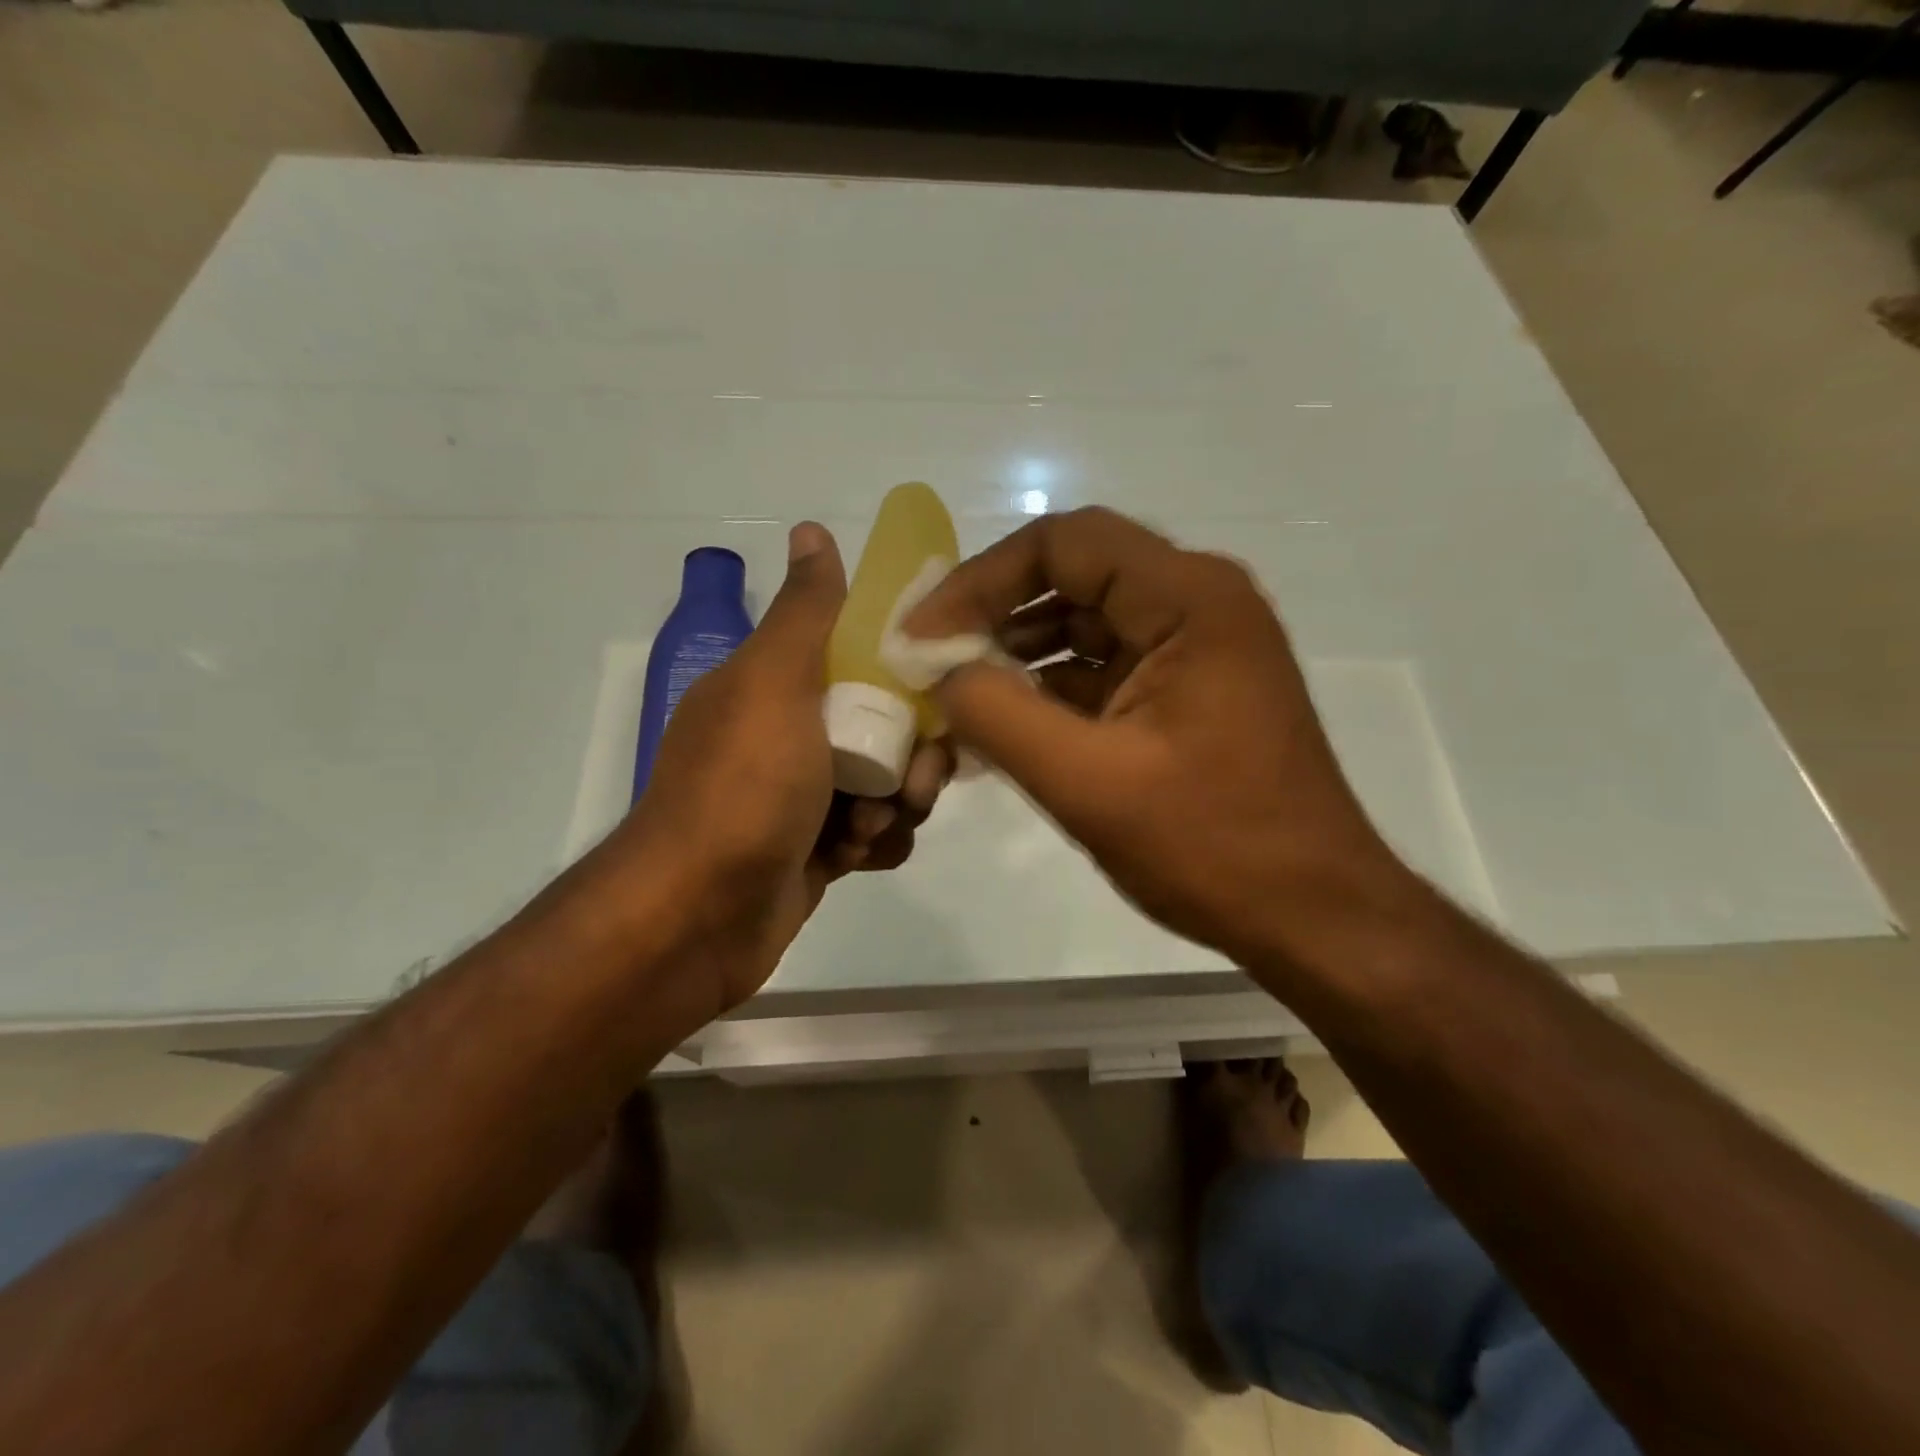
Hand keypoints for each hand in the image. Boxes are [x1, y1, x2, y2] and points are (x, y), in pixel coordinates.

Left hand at [625, 522, 948, 1015]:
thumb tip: (811, 529)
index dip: (907, 670)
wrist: (698, 916)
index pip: (863, 657)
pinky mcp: (817, 852)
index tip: (941, 689)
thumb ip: (804, 612)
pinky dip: (877, 843)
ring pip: (888, 784)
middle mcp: (790, 735)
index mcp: (777, 686)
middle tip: (912, 781)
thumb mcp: (774, 684)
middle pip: (888, 726)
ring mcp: (804, 797)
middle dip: (913, 754)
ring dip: (896, 805)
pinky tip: (858, 857)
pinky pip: (875, 834)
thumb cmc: (743, 789)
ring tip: (867, 830)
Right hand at [903, 507, 1411, 974]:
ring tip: (956, 701)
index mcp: (1189, 599)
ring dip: (1017, 657)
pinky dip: (1050, 692)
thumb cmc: (1212, 846)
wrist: (1312, 915)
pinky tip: (1003, 729)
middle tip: (930, 663)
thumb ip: (998, 715)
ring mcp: (1196, 648)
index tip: (923, 635)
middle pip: (1072, 576)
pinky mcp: (1187, 691)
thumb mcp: (1087, 782)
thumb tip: (943, 674)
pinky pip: (1104, 670)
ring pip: (1084, 625)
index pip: (1063, 543)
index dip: (980, 580)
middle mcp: (1198, 603)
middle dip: (994, 617)